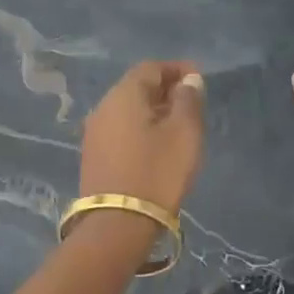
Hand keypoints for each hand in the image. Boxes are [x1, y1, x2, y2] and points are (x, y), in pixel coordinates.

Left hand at [80, 61, 205, 211]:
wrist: (117, 225)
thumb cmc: (157, 172)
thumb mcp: (184, 133)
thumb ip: (189, 100)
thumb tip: (189, 80)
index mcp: (124, 95)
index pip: (151, 68)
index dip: (177, 69)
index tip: (199, 80)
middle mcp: (103, 107)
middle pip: (137, 87)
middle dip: (165, 89)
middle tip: (192, 103)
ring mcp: (94, 132)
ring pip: (128, 109)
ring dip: (154, 110)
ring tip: (179, 125)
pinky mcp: (94, 156)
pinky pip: (121, 129)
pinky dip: (141, 128)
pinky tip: (158, 145)